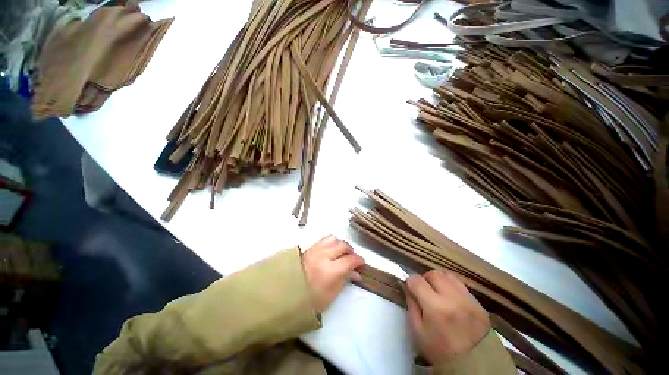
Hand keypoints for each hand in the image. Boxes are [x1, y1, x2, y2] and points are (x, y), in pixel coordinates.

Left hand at [303, 235, 364, 312]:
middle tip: (352, 259)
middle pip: (343, 246)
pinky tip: (330, 250)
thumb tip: (356, 272)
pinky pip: (323, 239)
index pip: (351, 260)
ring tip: (341, 252)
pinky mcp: (308, 248)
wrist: (285, 295)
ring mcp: (315, 250)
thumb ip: (345, 279)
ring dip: (340, 244)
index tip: (361, 264)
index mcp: (330, 271)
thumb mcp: (332, 294)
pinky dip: (330, 243)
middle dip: (351, 251)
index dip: (359, 261)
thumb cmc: (310, 301)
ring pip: (334, 239)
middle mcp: (323, 256)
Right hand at [404, 269, 489, 364]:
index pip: (416, 280)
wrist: (473, 366)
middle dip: (424, 279)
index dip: (410, 282)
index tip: (410, 288)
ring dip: (438, 280)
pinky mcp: (478, 302)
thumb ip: (410, 304)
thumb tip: (405, 284)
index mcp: (435, 307)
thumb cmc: (439, 350)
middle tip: (424, 291)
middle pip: (433, 274)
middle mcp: (453, 298)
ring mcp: (468, 299)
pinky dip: (451, 285)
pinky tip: (450, 297)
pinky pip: (460, 283)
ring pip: (447, 275)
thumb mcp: (417, 330)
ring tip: (437, 292)